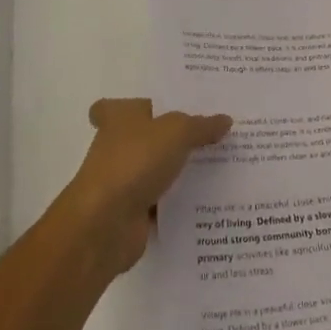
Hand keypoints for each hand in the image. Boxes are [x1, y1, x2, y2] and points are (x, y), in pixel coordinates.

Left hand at [57, 98, 231, 274]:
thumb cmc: (135, 162)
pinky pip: (164, 202)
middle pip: (148, 136)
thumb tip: (225, 120)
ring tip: (223, 163)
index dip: (140, 105)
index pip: (121, 105)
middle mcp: (117, 146)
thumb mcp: (176, 132)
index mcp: (119, 117)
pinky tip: (212, 198)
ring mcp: (124, 180)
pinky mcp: (133, 212)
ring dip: (181, 170)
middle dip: (174, 136)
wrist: (105, 224)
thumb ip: (201, 125)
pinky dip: (181, 202)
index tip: (169, 107)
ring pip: (158, 169)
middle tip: (213, 132)